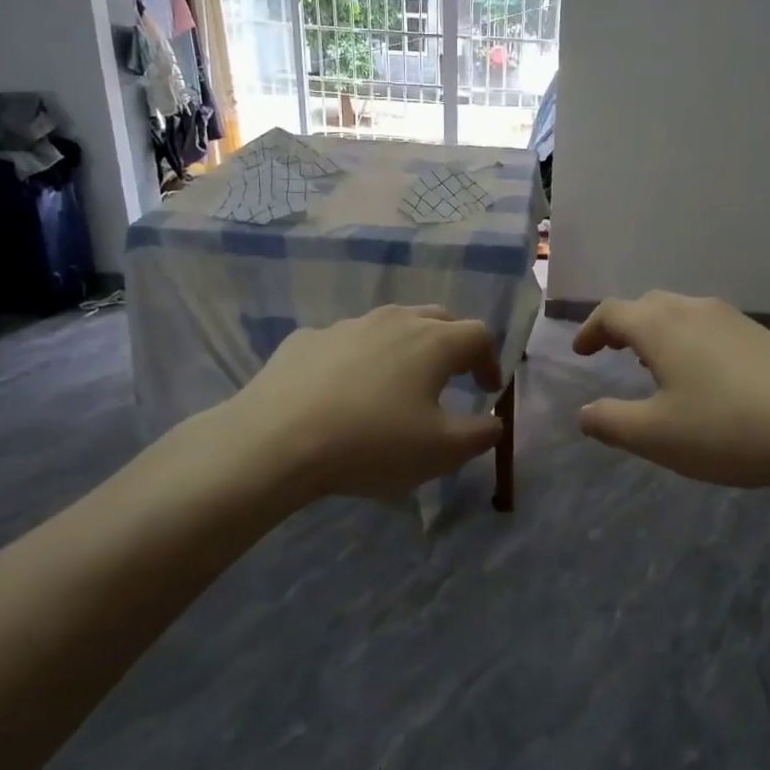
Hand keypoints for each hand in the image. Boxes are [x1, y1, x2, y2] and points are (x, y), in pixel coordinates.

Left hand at [161, 305, 504, 508]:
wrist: (276, 441)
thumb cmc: (372, 443)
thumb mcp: (442, 451)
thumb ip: (481, 434)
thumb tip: (494, 421)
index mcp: (433, 341)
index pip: (479, 335)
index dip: (490, 360)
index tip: (486, 390)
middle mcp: (394, 320)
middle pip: (438, 318)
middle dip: (453, 344)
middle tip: (451, 377)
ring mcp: (347, 325)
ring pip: (390, 325)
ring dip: (406, 347)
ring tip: (397, 383)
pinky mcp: (307, 339)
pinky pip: (346, 342)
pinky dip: (359, 359)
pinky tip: (343, 391)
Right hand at [571, 292, 769, 488]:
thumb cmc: (728, 427)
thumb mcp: (657, 436)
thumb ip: (612, 422)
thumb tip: (585, 413)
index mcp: (660, 326)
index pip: (612, 313)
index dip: (590, 330)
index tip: (580, 352)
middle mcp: (694, 310)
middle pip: (647, 306)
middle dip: (623, 326)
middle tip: (612, 352)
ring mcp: (733, 319)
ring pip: (682, 314)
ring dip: (658, 333)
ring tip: (653, 364)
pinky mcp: (763, 336)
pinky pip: (710, 328)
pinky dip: (689, 342)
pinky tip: (703, 377)